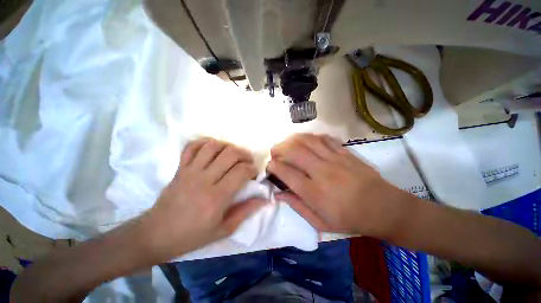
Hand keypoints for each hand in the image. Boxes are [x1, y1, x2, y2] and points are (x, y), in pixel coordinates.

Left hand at [144, 138, 266, 259]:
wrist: (156, 235)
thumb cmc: (192, 235)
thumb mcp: (224, 229)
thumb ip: (246, 211)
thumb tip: (264, 199)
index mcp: (216, 197)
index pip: (241, 171)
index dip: (252, 169)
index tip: (254, 173)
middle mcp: (204, 180)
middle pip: (230, 154)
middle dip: (244, 154)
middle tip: (248, 161)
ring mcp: (189, 171)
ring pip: (213, 146)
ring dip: (228, 146)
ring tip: (233, 154)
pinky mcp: (180, 168)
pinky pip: (192, 146)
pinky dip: (205, 142)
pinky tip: (213, 147)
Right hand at [267, 133, 409, 236]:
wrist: (384, 208)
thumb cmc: (350, 219)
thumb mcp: (321, 223)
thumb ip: (297, 207)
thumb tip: (279, 195)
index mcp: (315, 193)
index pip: (287, 173)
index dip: (274, 166)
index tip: (269, 165)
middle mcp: (322, 172)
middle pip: (294, 152)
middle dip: (279, 149)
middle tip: (274, 151)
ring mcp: (335, 159)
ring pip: (308, 141)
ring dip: (292, 139)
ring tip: (286, 142)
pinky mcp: (345, 153)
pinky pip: (324, 138)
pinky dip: (311, 136)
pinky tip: (306, 140)